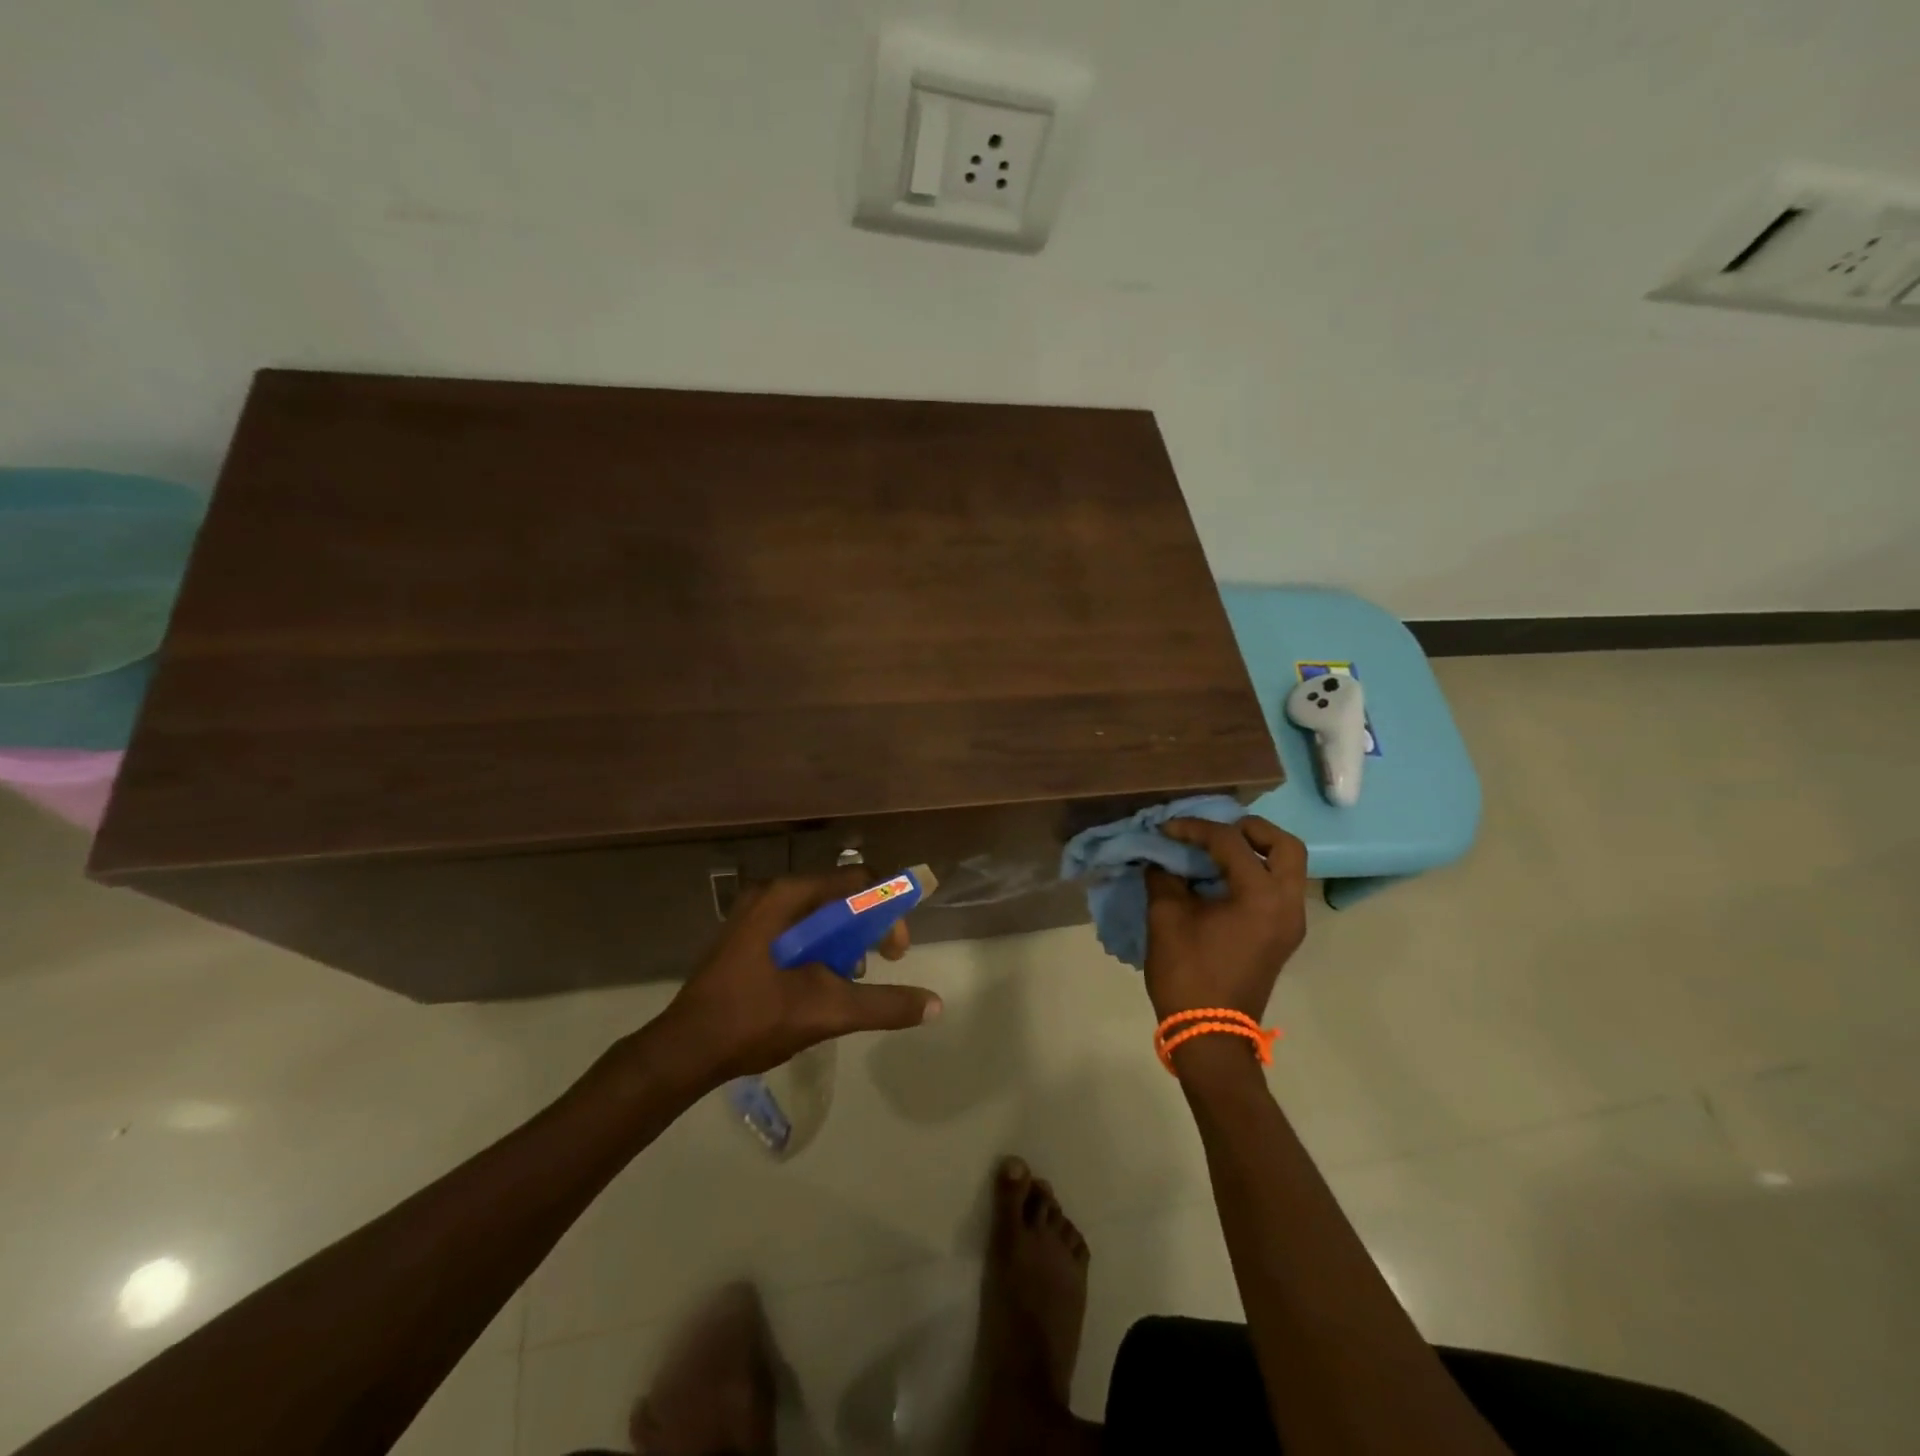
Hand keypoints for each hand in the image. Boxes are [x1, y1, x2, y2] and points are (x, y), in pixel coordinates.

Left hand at [649, 870, 942, 1084]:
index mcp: (788, 897)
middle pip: (838, 896)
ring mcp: (753, 915)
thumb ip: (884, 1004)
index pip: (857, 881)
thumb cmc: (755, 1019)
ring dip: (843, 941)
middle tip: (879, 964)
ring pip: (817, 915)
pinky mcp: (745, 937)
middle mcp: (771, 894)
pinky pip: (796, 929)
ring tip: (848, 980)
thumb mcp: (827, 1011)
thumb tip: (936, 1004)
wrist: (684, 1050)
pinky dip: (818, 948)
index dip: (887, 910)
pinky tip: (819, 984)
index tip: (895, 952)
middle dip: (866, 928)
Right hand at [1144, 816, 1307, 1024]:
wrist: (1209, 1034)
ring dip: (1256, 851)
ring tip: (1216, 851)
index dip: (1194, 829)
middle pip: (1284, 846)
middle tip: (1215, 831)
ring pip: (1287, 867)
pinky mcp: (1282, 935)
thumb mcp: (1166, 918)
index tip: (1165, 829)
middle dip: (1250, 830)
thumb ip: (1165, 878)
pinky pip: (1278, 888)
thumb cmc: (1188, 974)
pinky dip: (1256, 873)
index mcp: (1261, 896)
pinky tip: (1221, 878)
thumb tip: (1162, 859)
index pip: (1231, 843)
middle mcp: (1287, 904)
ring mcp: (1290, 922)